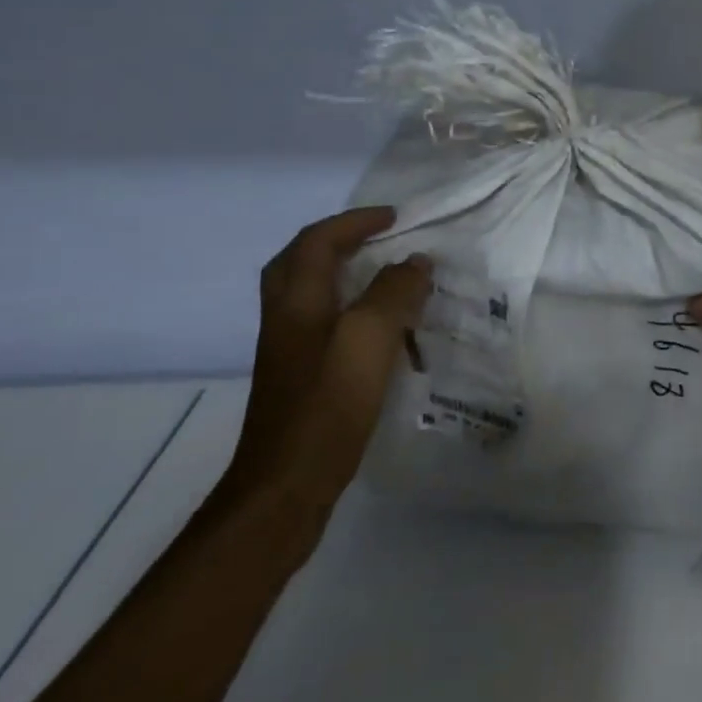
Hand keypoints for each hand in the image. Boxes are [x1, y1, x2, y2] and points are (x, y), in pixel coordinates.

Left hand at [222, 207, 431, 521]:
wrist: (287, 484)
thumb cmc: (328, 403)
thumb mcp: (370, 337)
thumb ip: (395, 292)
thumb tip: (415, 262)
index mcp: (297, 300)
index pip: (319, 240)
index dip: (355, 222)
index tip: (396, 218)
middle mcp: (286, 318)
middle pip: (300, 262)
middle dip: (336, 241)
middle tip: (376, 238)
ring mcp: (289, 350)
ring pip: (311, 293)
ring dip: (343, 274)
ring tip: (384, 275)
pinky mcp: (300, 377)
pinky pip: (324, 322)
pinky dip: (350, 308)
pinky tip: (380, 329)